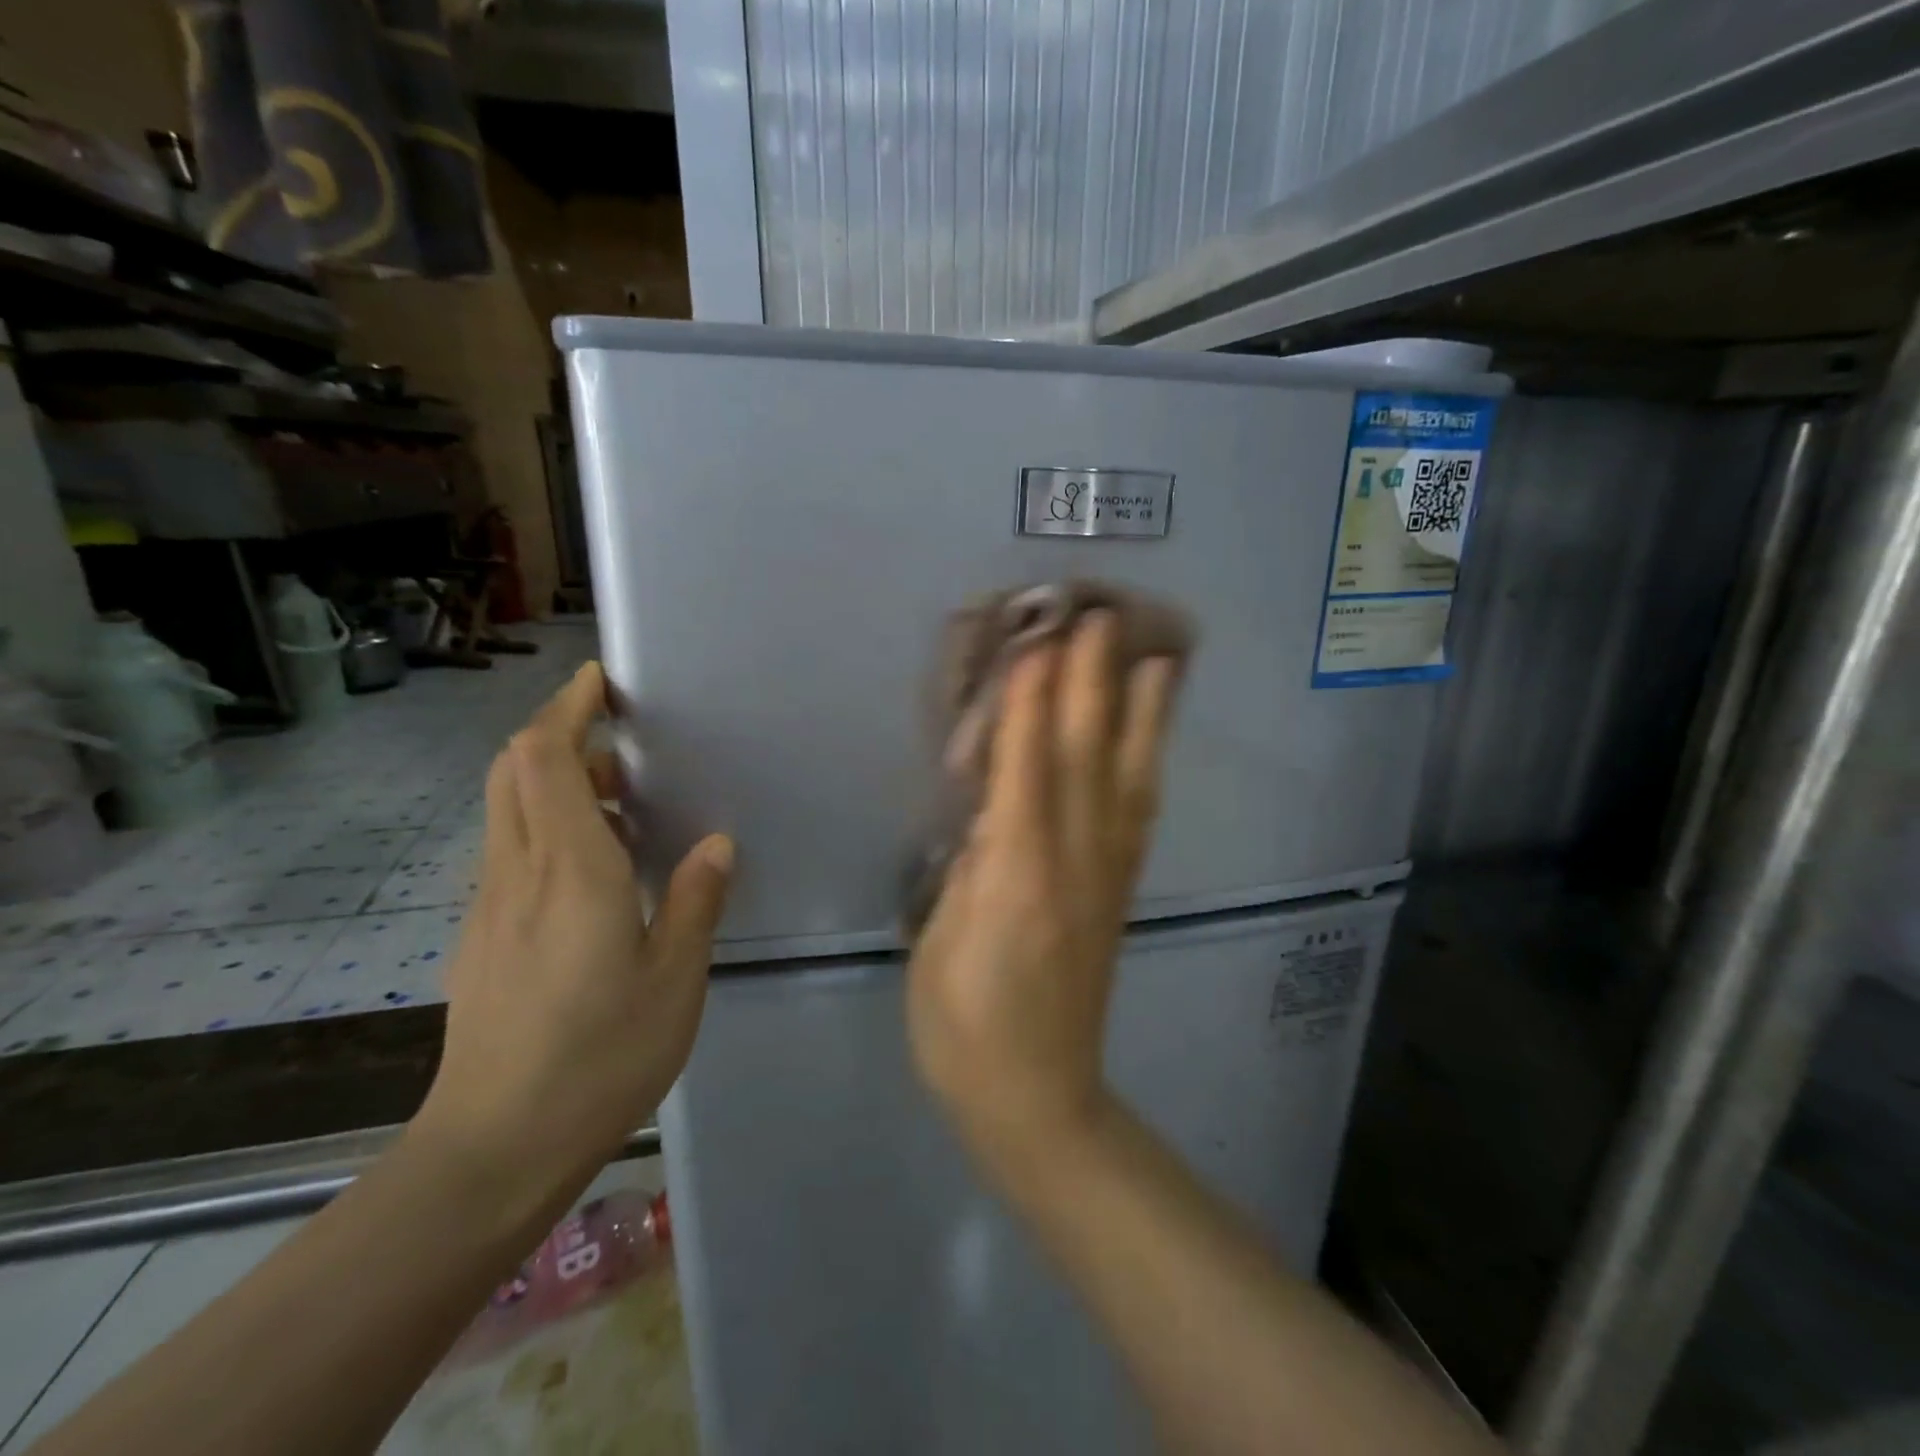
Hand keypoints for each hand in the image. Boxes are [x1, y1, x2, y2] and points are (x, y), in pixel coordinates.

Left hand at [416, 662, 733, 1196]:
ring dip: (554, 781)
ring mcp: (491, 906)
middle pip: (513, 771)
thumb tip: (716, 844)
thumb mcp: (674, 979)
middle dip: (555, 732)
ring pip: (508, 810)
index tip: (600, 683)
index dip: (566, 709)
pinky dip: (546, 826)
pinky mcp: (482, 937)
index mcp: (571, 872)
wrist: (494, 1148)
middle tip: (616, 739)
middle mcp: (519, 874)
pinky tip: (594, 868)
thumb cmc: (599, 1057)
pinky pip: (511, 852)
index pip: (545, 760)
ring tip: (619, 801)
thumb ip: (695, 900)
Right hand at [907, 613, 1179, 1175]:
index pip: (1027, 770)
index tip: (1039, 639)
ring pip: (1126, 781)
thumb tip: (990, 803)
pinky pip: (1137, 816)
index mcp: (1016, 877)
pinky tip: (1150, 738)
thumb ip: (966, 863)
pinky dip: (1144, 766)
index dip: (1034, 702)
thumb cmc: (961, 1023)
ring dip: (1139, 715)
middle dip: (1090, 684)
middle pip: (1084, 760)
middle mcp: (1071, 865)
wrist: (1035, 1096)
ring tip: (1157, 658)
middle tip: (1099, 617)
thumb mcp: (939, 940)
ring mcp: (1104, 877)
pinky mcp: (1118, 892)